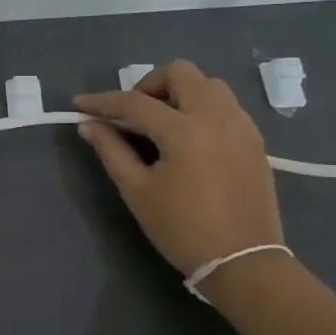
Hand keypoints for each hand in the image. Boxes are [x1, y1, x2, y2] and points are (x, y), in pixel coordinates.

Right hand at [74, 59, 283, 276]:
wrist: (243, 262)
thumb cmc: (182, 229)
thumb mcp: (137, 191)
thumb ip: (111, 150)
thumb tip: (88, 125)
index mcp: (184, 130)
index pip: (135, 102)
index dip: (103, 102)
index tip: (80, 104)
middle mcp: (216, 116)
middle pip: (180, 72)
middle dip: (149, 85)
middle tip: (133, 114)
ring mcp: (241, 125)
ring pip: (207, 84)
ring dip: (179, 92)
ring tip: (162, 123)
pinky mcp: (254, 139)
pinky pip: (225, 104)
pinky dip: (201, 107)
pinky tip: (189, 137)